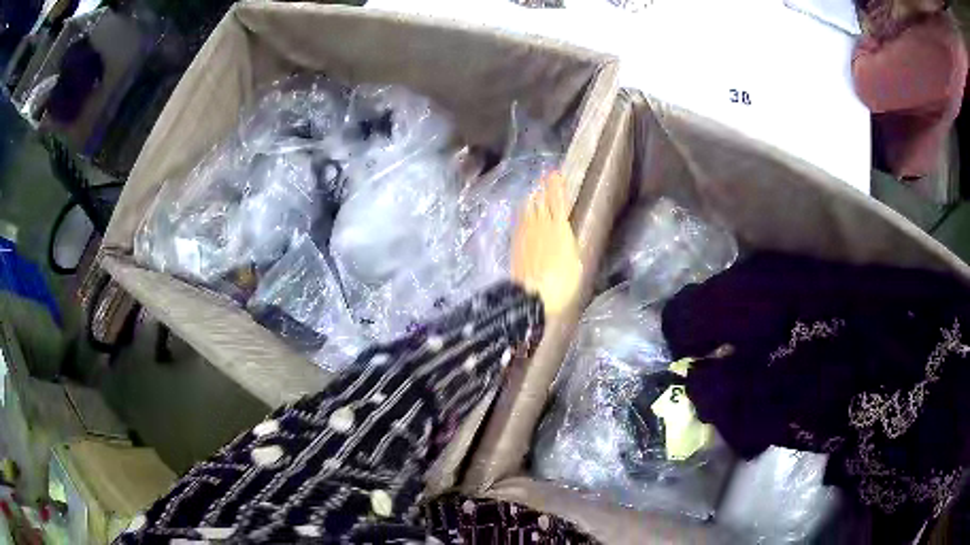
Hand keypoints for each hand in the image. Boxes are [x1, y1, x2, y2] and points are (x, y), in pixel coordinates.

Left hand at [511, 171, 581, 316]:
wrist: (532, 296)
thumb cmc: (562, 283)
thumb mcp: (575, 264)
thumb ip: (569, 246)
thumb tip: (565, 238)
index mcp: (559, 229)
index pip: (558, 201)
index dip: (556, 186)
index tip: (554, 173)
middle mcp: (541, 226)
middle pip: (540, 202)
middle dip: (542, 189)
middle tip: (543, 180)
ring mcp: (526, 234)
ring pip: (528, 210)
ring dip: (532, 199)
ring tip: (534, 193)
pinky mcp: (515, 244)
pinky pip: (519, 222)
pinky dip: (523, 214)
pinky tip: (523, 214)